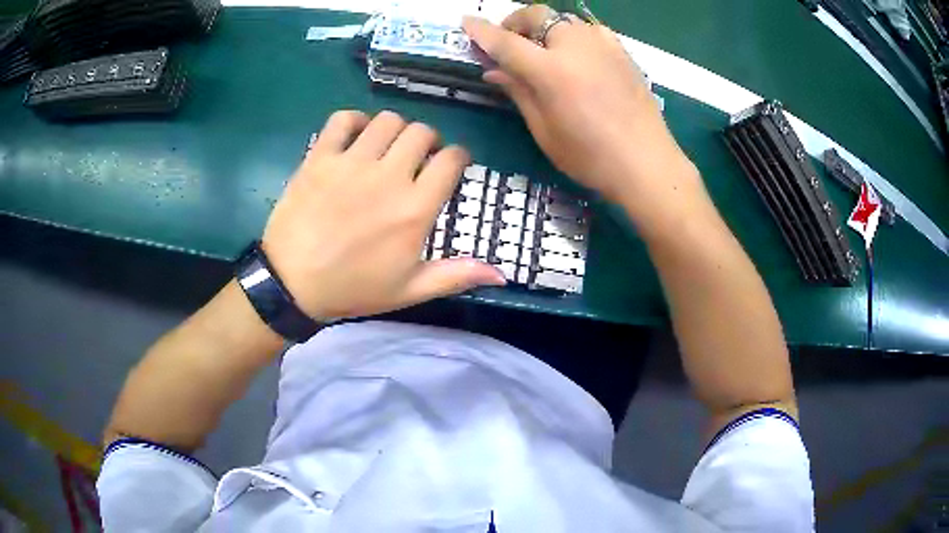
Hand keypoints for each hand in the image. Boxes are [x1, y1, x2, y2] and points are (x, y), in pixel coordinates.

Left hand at [262, 111, 505, 320]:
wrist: (291, 283)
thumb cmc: (353, 288)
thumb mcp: (409, 290)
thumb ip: (456, 276)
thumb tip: (503, 273)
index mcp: (415, 208)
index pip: (451, 160)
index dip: (457, 157)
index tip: (451, 165)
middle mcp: (388, 176)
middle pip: (421, 132)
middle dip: (427, 140)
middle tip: (417, 157)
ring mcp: (351, 162)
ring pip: (387, 120)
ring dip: (395, 129)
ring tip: (387, 147)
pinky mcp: (320, 157)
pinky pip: (342, 119)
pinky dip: (354, 121)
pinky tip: (355, 136)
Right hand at [463, 7, 697, 206]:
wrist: (647, 164)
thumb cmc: (590, 157)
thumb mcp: (544, 130)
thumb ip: (518, 92)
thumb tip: (493, 71)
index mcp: (551, 70)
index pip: (506, 41)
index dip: (482, 32)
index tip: (466, 22)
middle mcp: (576, 46)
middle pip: (537, 16)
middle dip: (515, 22)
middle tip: (508, 41)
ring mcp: (603, 45)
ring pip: (564, 20)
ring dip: (545, 28)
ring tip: (541, 50)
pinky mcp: (622, 51)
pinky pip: (589, 30)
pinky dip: (573, 35)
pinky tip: (575, 55)